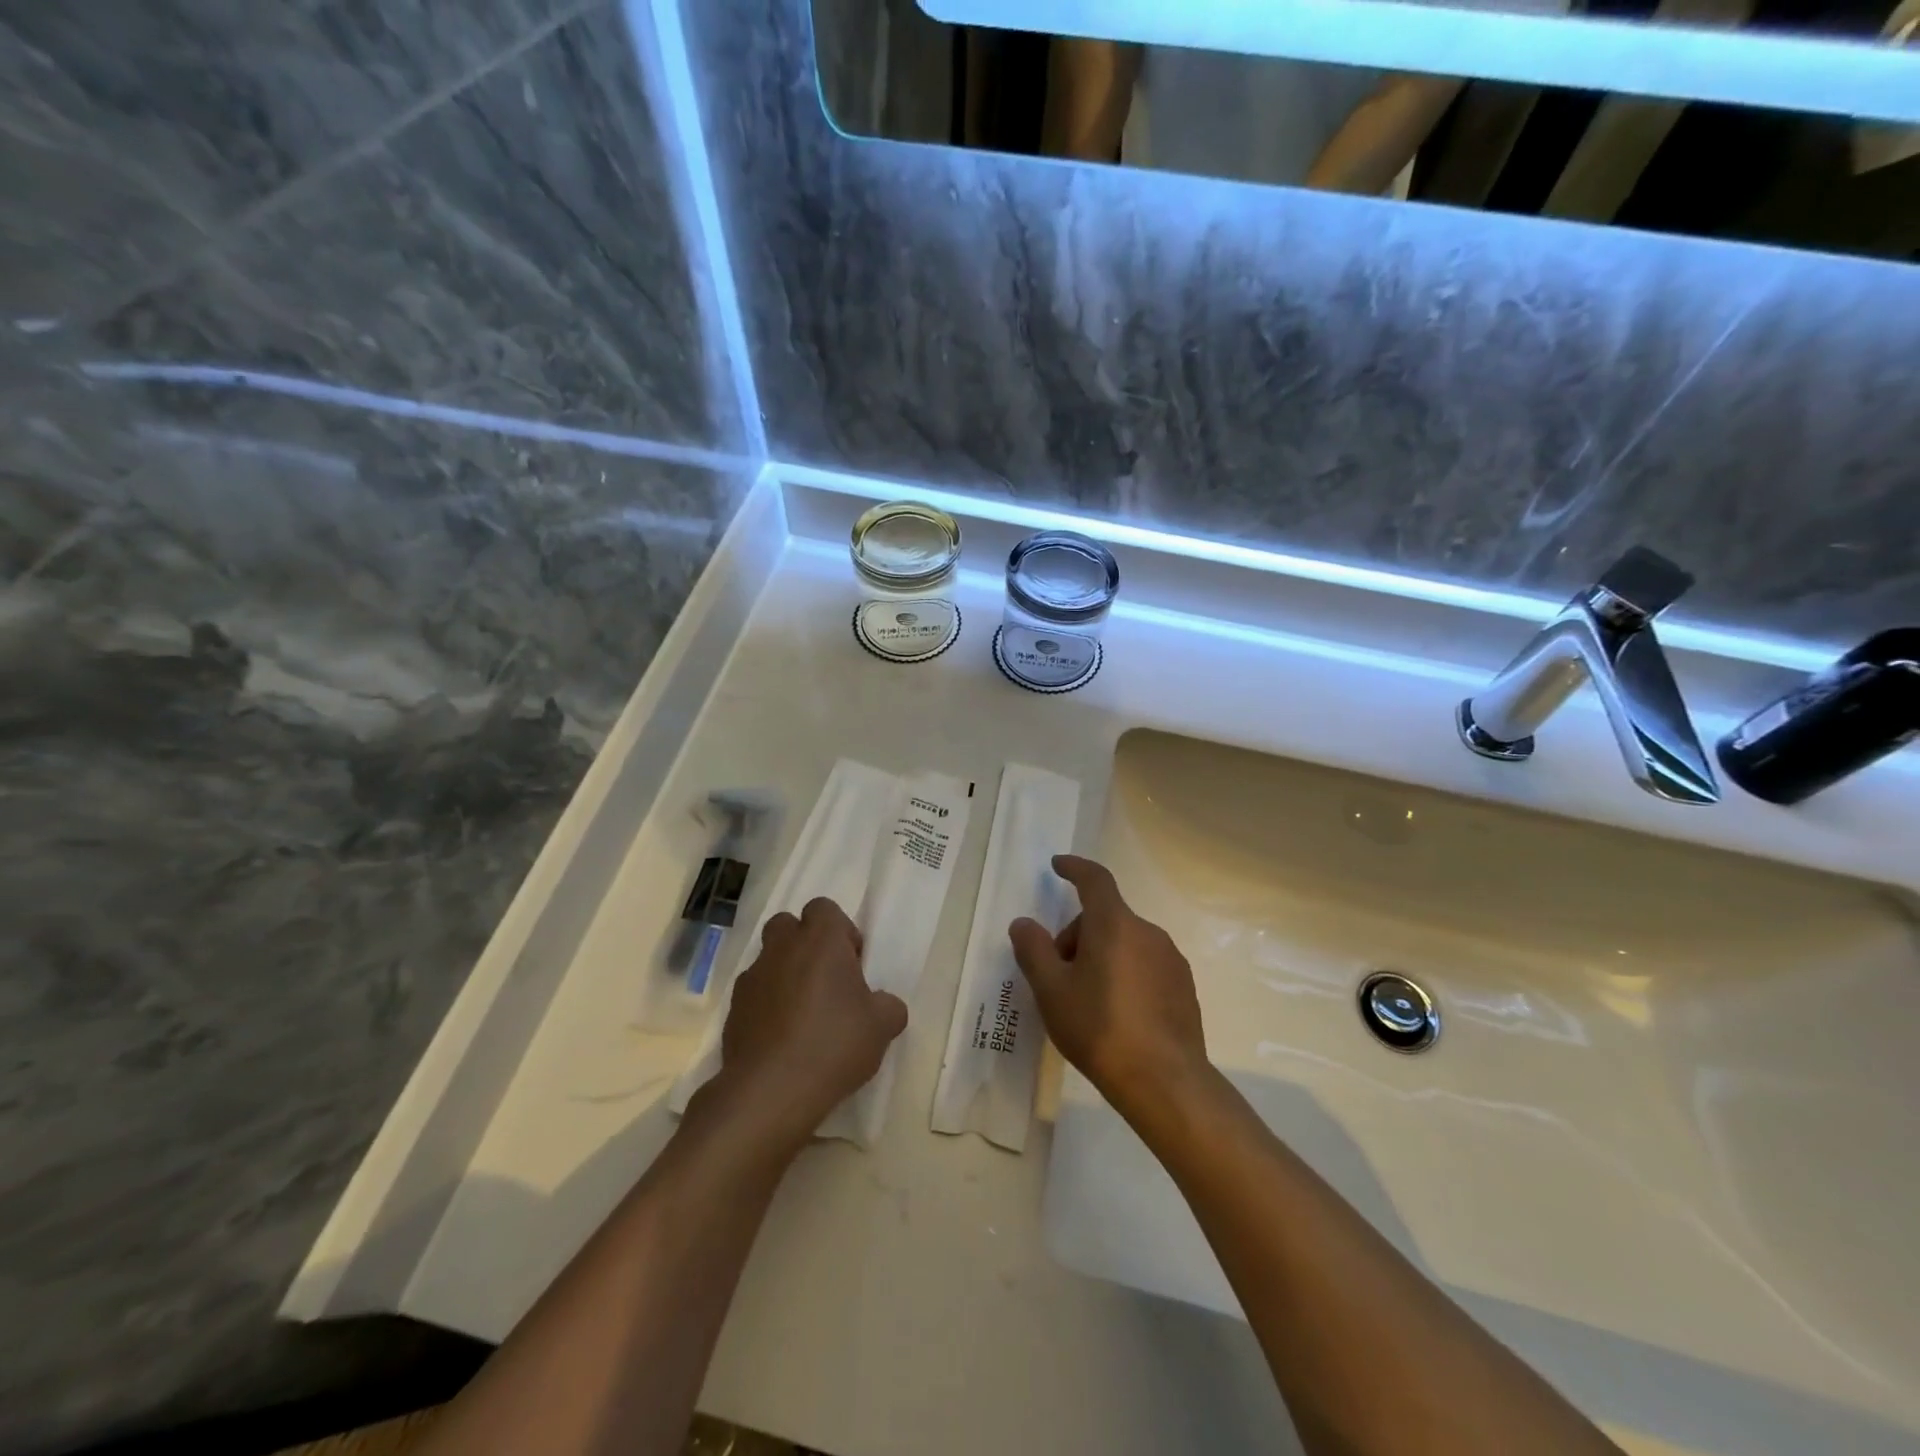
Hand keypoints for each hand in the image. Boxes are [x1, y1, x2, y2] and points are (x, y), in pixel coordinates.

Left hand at [716, 897, 907, 1143]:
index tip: (851, 964)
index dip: (840, 931)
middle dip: (805, 944)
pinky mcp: (733, 1009)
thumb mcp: (882, 1026)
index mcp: (820, 939)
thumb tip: (884, 1005)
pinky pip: (754, 993)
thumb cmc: (834, 1044)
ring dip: (785, 974)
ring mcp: (752, 977)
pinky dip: (766, 1004)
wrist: (771, 1090)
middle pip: (788, 925)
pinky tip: (782, 1037)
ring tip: (803, 1013)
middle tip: (825, 980)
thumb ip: (888, 1006)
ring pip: (769, 959)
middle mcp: (782, 948)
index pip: (824, 908)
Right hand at [1009, 855, 1207, 1120]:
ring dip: (1101, 957)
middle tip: (1058, 976)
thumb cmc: (1100, 1028)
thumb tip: (1023, 923)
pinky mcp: (1184, 987)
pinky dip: (1125, 975)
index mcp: (1115, 924)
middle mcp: (1148, 932)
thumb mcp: (1052, 990)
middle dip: (1077, 937)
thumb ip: (1033, 950)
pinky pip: (1145, 965)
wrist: (1165, 1082)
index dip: (1075, 868)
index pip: (1095, 880)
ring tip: (1086, 1001)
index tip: (1058, 865)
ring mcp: (1171, 960)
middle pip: (1105, 918)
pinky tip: (1116, 1015)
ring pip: (1125, 943)